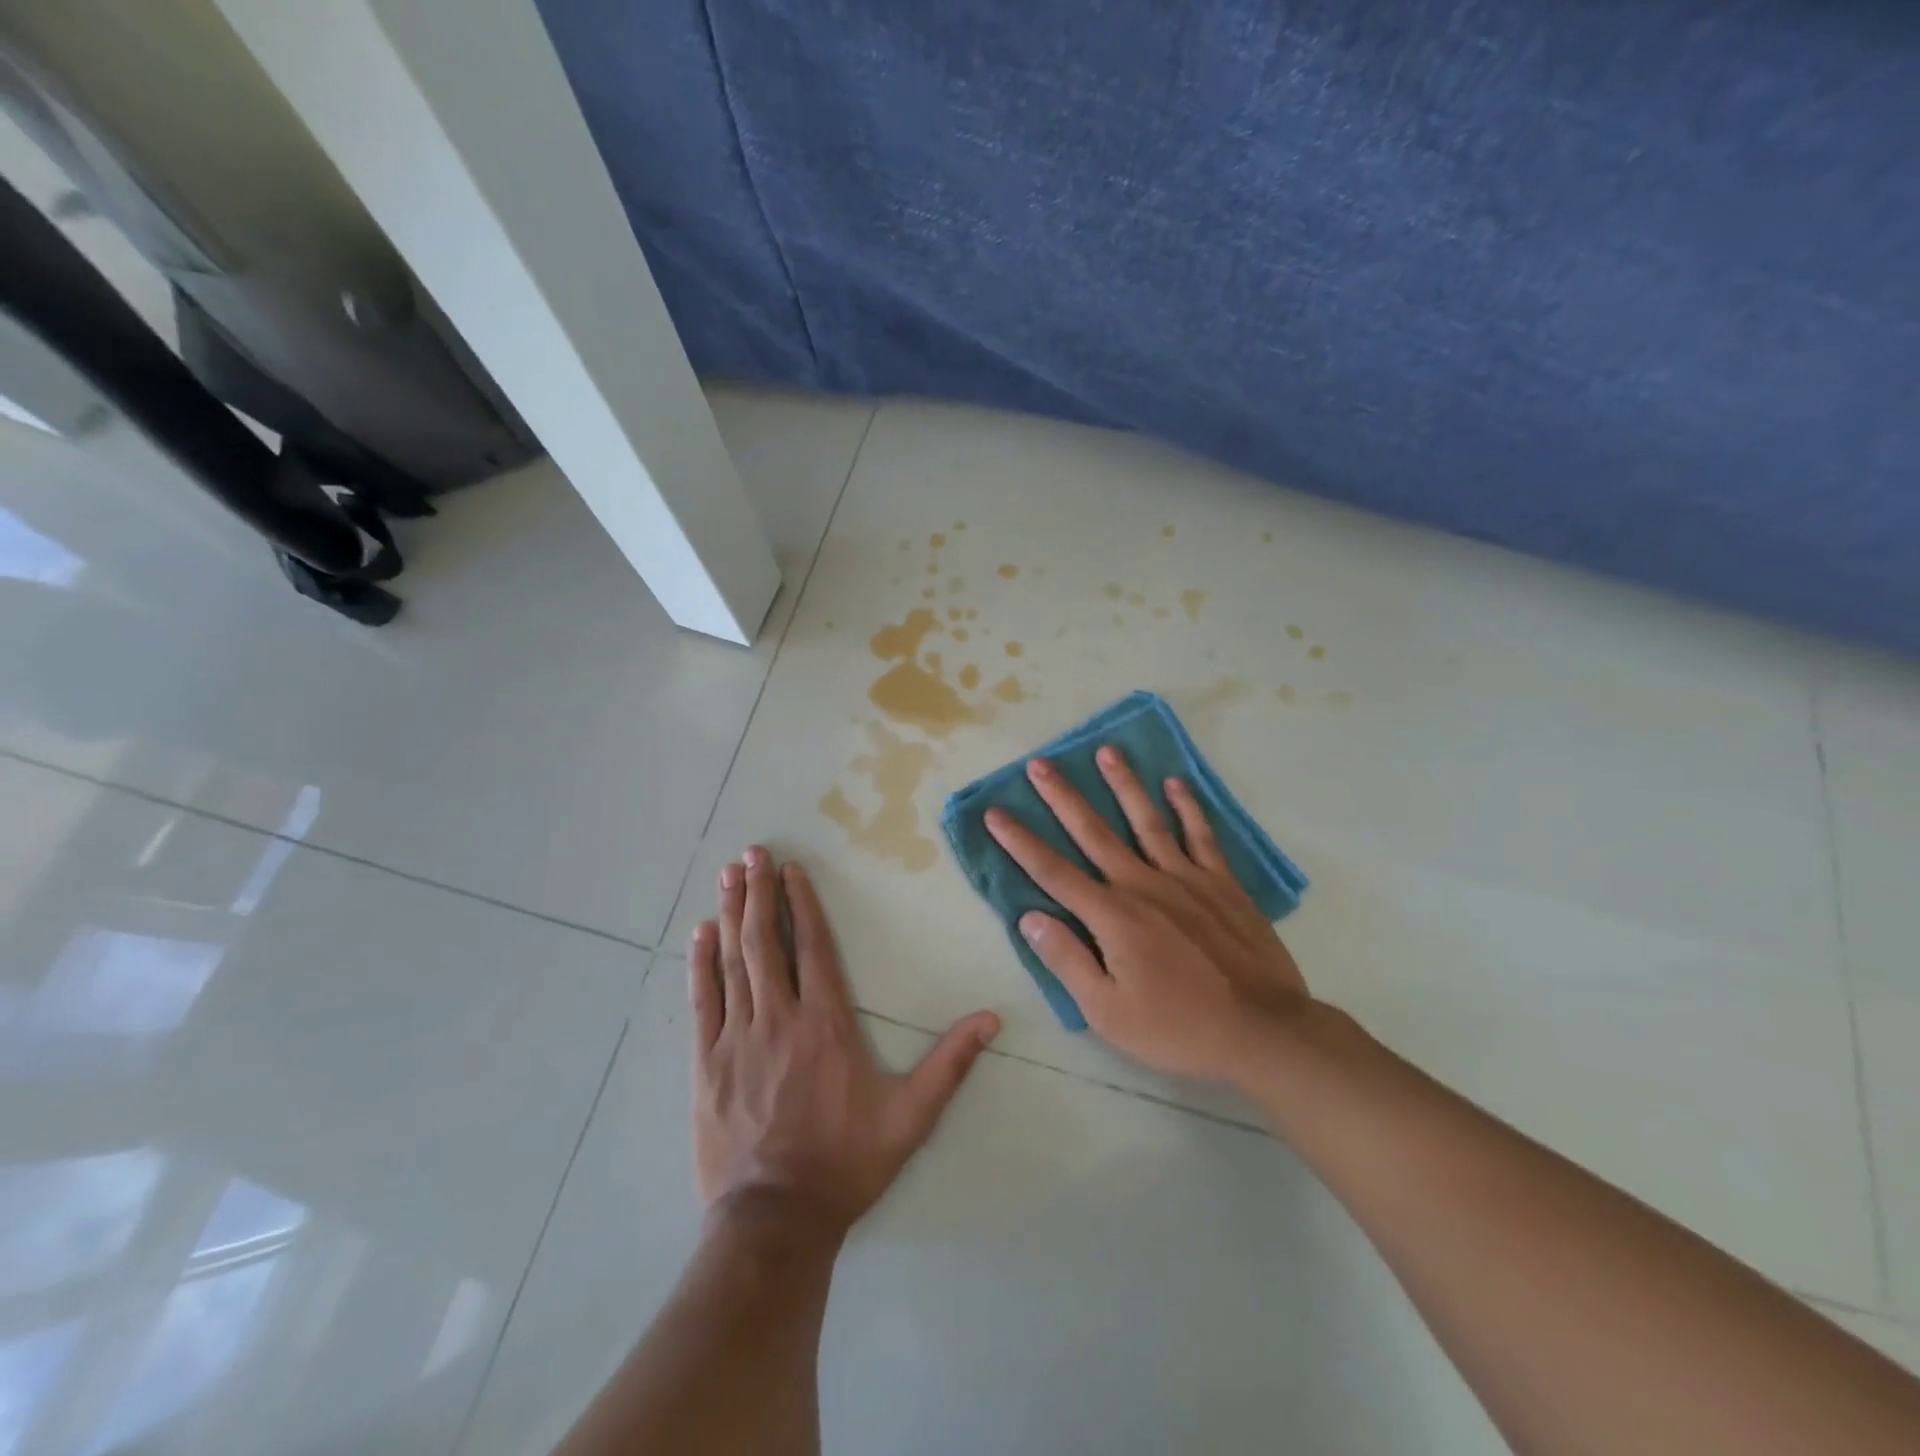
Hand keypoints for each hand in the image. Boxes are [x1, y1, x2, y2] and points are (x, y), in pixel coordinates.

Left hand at [690, 847, 1000, 1236]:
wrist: (776, 1220)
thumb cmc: (846, 1162)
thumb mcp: (911, 1116)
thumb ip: (950, 1063)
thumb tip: (992, 1018)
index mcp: (827, 1023)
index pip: (814, 947)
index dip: (803, 904)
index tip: (792, 869)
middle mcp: (780, 1017)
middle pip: (767, 942)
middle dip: (761, 893)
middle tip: (752, 853)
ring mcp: (739, 1038)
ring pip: (734, 961)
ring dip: (732, 914)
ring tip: (729, 875)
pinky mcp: (708, 1063)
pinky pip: (704, 1001)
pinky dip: (701, 964)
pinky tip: (700, 933)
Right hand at [985, 747, 1310, 1086]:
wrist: (1263, 1032)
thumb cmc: (1177, 1028)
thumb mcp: (1107, 1011)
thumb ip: (1067, 960)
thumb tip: (1029, 917)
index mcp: (1111, 916)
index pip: (1052, 871)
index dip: (1020, 842)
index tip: (994, 812)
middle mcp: (1143, 884)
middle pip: (1093, 832)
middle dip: (1062, 796)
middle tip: (1040, 763)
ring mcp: (1186, 879)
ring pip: (1147, 820)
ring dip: (1124, 784)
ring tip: (1107, 752)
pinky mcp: (1222, 884)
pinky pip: (1201, 836)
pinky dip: (1188, 807)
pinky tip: (1175, 783)